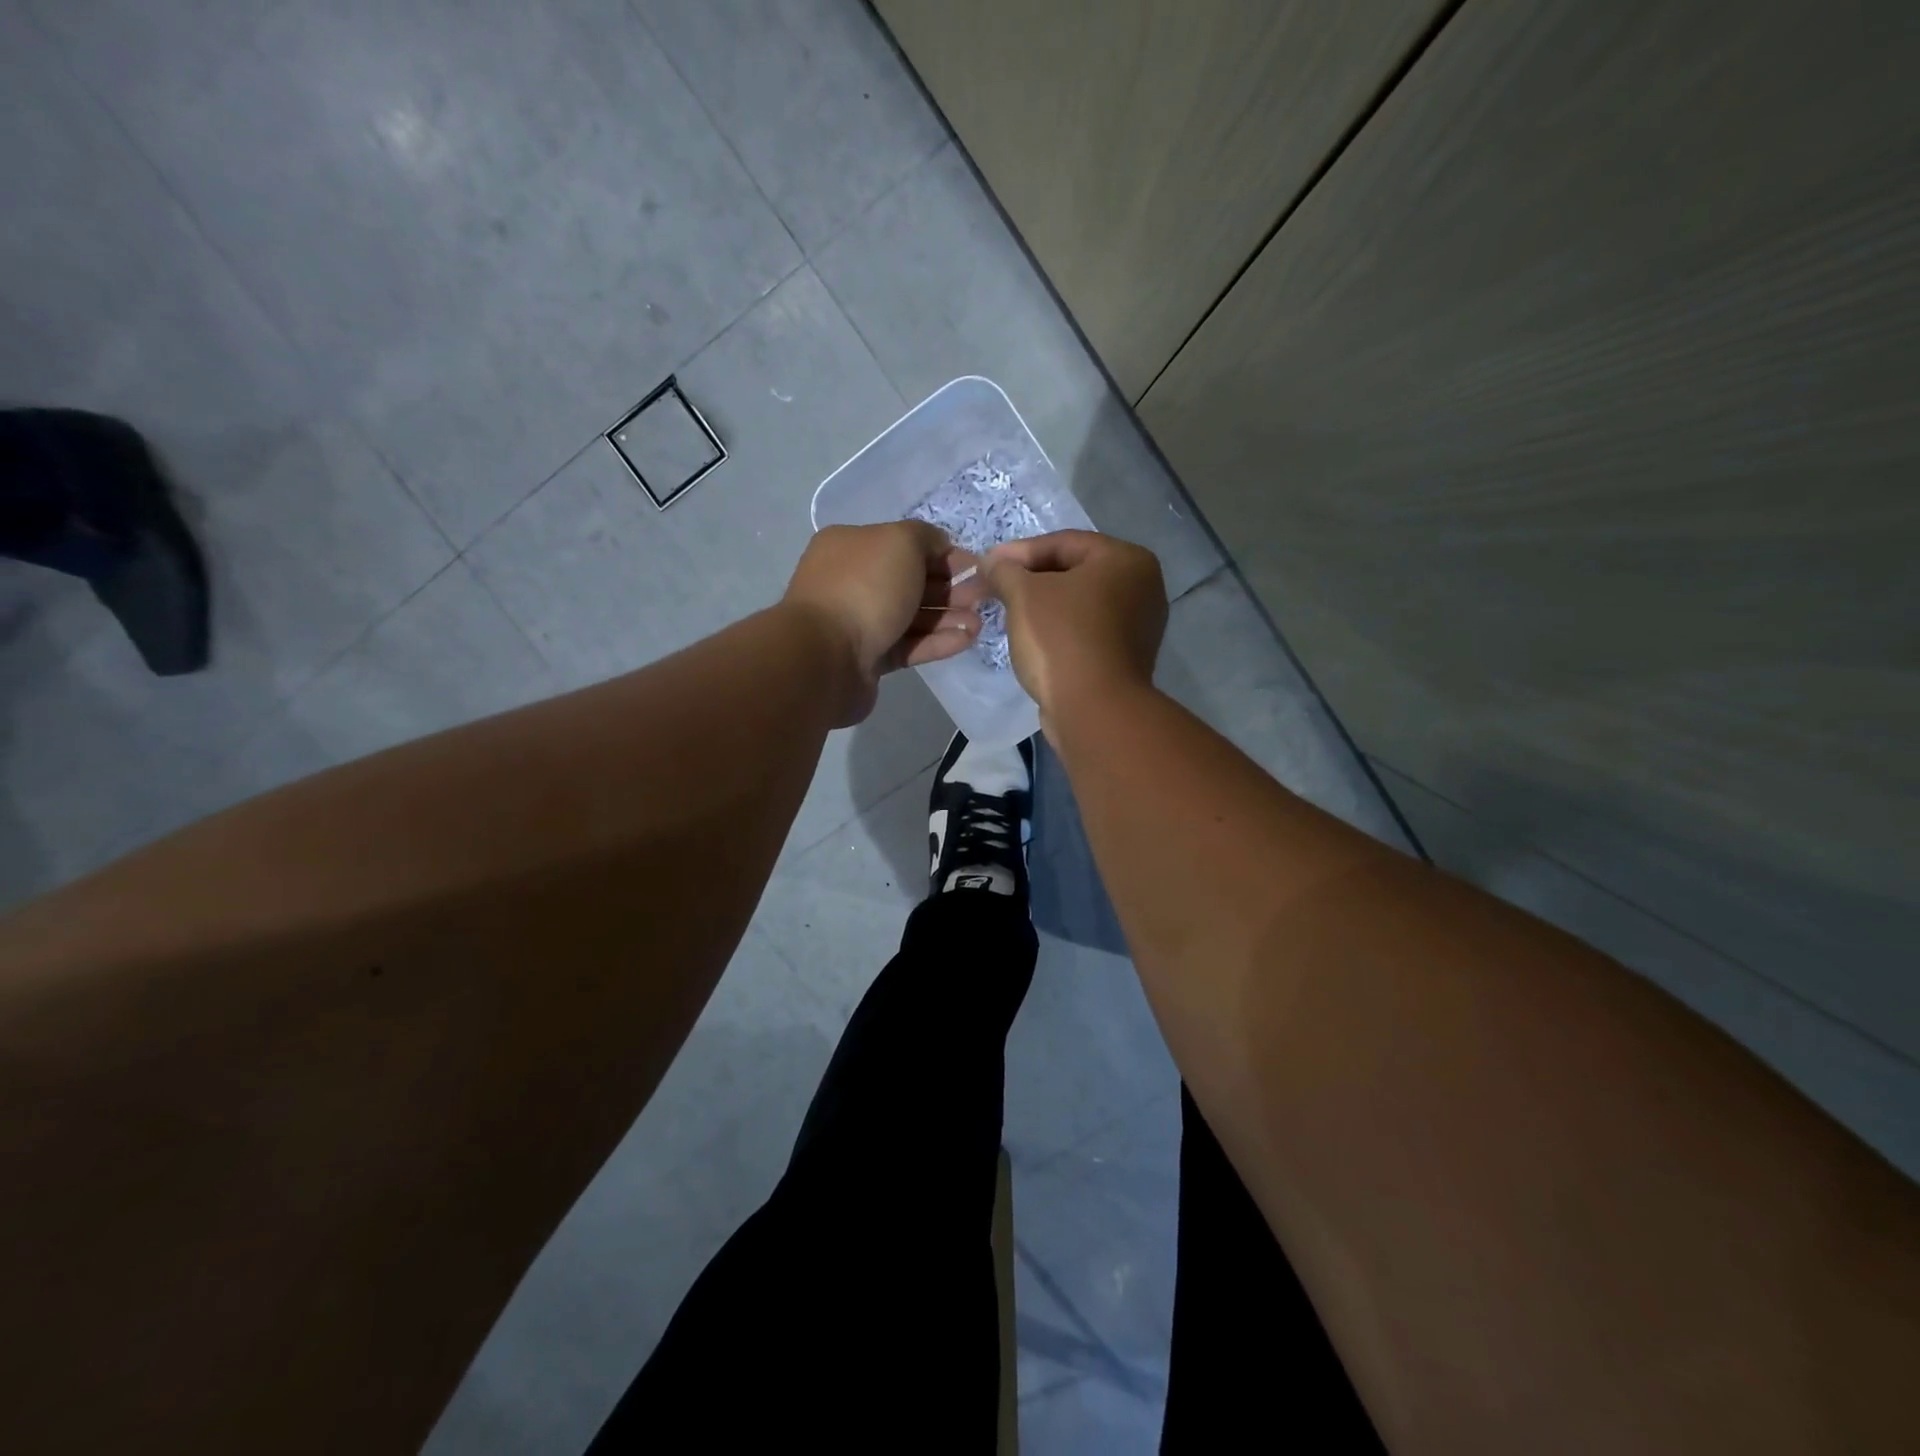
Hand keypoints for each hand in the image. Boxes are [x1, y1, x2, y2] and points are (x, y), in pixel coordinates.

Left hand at [783, 521, 983, 722]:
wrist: (826, 656)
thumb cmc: (865, 588)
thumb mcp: (900, 542)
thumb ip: (926, 537)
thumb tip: (941, 547)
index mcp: (852, 546)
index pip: (905, 544)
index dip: (943, 554)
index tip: (976, 567)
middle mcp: (853, 581)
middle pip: (911, 581)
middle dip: (950, 588)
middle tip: (984, 596)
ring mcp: (859, 622)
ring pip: (912, 616)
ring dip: (948, 617)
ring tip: (979, 623)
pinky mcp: (869, 658)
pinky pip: (909, 645)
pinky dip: (937, 642)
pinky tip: (966, 640)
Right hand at [981, 530, 1165, 719]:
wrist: (1094, 710)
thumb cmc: (1061, 639)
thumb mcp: (1024, 595)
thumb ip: (1005, 571)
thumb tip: (992, 562)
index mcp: (1126, 559)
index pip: (1063, 542)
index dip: (1019, 552)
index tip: (988, 566)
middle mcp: (1143, 586)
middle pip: (1075, 572)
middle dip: (1032, 580)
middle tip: (996, 590)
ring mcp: (1140, 625)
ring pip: (1080, 604)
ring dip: (1045, 607)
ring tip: (1010, 615)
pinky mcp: (1128, 657)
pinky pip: (1087, 632)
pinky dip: (1061, 631)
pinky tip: (1034, 641)